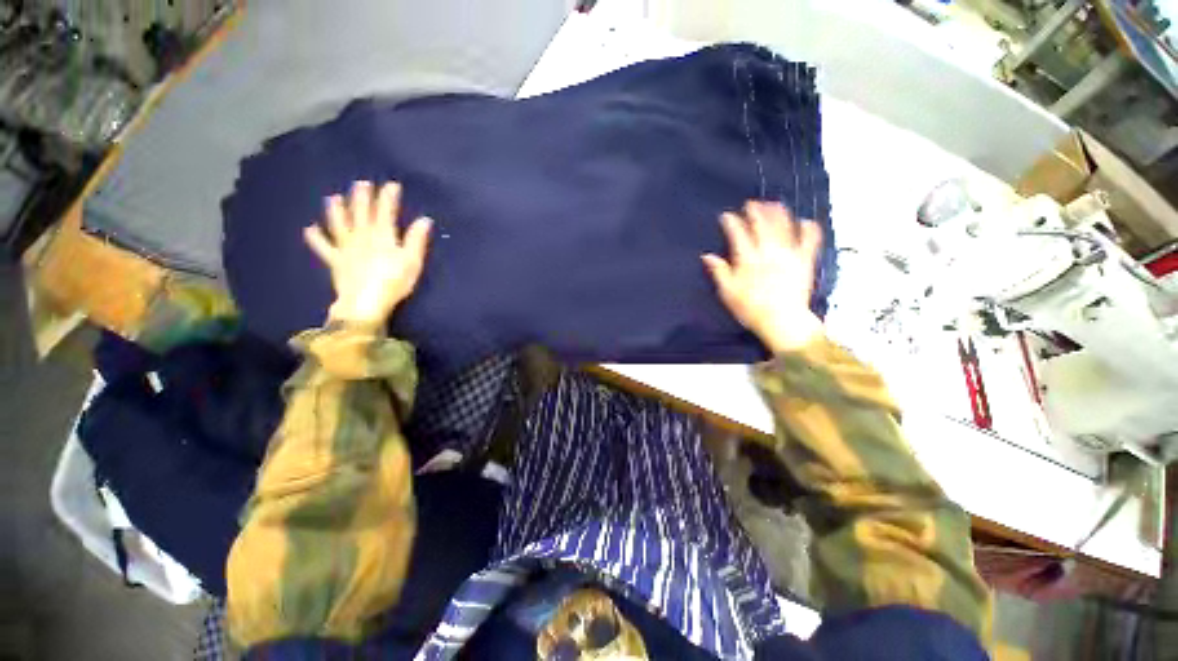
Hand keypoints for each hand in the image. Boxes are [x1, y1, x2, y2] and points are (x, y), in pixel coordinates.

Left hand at [304, 181, 431, 329]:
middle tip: (361, 183)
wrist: (366, 303)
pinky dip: (315, 238)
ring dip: (336, 210)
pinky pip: (323, 247)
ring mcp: (346, 248)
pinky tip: (309, 229)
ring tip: (333, 197)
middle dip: (362, 197)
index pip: (386, 211)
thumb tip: (424, 220)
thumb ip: (417, 240)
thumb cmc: (394, 282)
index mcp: (382, 236)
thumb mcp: (412, 262)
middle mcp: (362, 236)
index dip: (388, 197)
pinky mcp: (335, 260)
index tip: (391, 185)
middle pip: (361, 213)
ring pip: (339, 224)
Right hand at [702, 201, 823, 352]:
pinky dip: (809, 228)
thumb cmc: (750, 308)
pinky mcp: (804, 260)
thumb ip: (719, 271)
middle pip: (762, 224)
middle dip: (755, 211)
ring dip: (778, 213)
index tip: (726, 216)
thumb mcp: (728, 292)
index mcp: (747, 259)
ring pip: (784, 226)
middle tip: (751, 204)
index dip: (731, 222)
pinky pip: (810, 240)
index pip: (738, 234)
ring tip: (774, 204)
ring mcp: (789, 254)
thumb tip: (707, 256)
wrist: (782, 320)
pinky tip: (805, 221)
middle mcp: (768, 251)